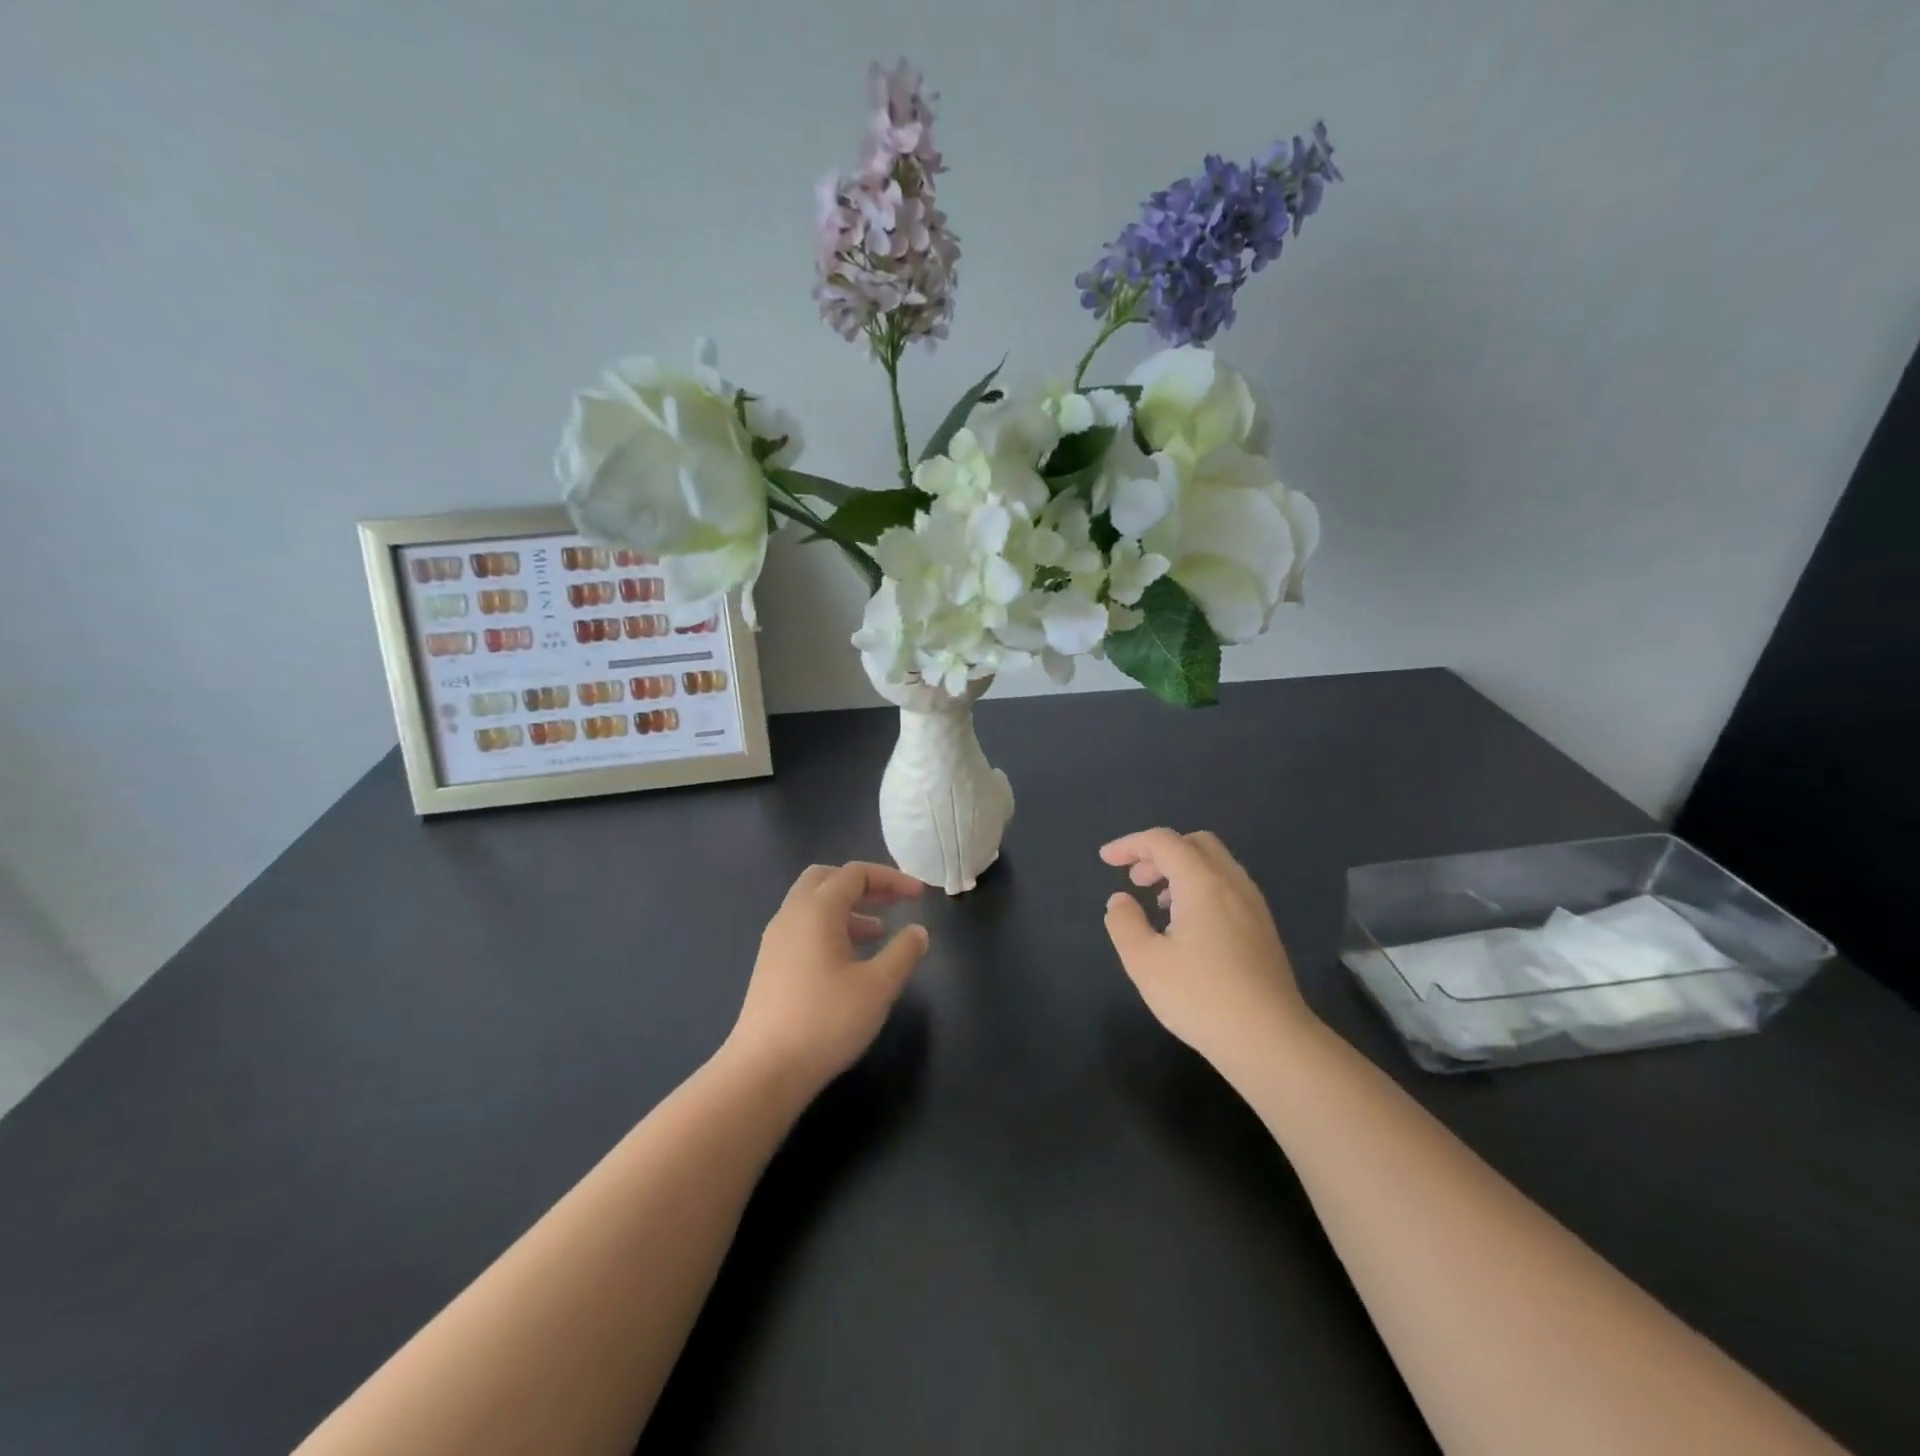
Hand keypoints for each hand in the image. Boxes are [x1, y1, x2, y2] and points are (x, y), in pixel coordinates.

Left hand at [726, 861, 928, 1099]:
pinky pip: (803, 927)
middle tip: (892, 901)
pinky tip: (850, 960)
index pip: (855, 873)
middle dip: (863, 885)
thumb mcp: (878, 987)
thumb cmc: (826, 1021)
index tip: (920, 895)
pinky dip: (831, 928)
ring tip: (879, 932)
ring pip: (813, 904)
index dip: (891, 878)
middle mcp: (791, 915)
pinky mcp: (770, 964)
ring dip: (847, 908)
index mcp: (817, 910)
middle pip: (827, 878)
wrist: (764, 1070)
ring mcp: (776, 940)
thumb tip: (917, 931)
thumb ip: (903, 953)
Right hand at [1100, 828, 1314, 1073]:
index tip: (1106, 860)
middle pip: (1195, 843)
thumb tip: (1121, 900)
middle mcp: (1232, 883)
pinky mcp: (1264, 930)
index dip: (1130, 845)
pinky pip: (1229, 887)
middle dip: (1160, 852)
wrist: (1270, 1041)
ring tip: (1159, 903)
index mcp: (1202, 882)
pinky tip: (1189, 926)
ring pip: (1216, 864)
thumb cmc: (1201, 997)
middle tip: (1135, 880)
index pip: (1163, 841)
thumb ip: (1125, 923)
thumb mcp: (1144, 962)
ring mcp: (1254, 906)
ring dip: (1182, 870)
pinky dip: (1201, 888)